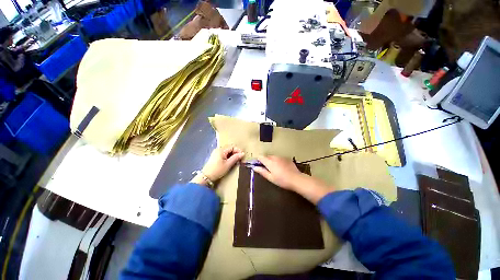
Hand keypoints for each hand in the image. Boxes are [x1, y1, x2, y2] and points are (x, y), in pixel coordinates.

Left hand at [191, 145, 244, 186]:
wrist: (206, 177)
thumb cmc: (218, 170)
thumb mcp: (228, 164)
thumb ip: (235, 158)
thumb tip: (242, 153)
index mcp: (221, 150)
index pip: (232, 147)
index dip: (238, 150)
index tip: (242, 156)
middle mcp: (218, 149)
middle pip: (229, 148)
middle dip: (235, 153)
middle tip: (240, 158)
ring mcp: (216, 153)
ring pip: (227, 151)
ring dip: (232, 155)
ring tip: (236, 160)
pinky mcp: (215, 157)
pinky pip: (224, 154)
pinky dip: (228, 157)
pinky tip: (230, 161)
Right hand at [253, 156, 330, 203]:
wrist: (296, 179)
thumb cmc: (282, 180)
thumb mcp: (270, 177)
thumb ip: (262, 171)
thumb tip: (254, 167)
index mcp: (269, 162)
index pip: (260, 157)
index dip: (258, 160)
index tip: (258, 166)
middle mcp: (275, 157)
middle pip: (266, 156)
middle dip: (265, 161)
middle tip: (267, 169)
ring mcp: (281, 157)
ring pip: (273, 157)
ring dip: (271, 161)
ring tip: (274, 169)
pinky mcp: (287, 158)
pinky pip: (279, 158)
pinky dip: (277, 161)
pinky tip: (281, 168)